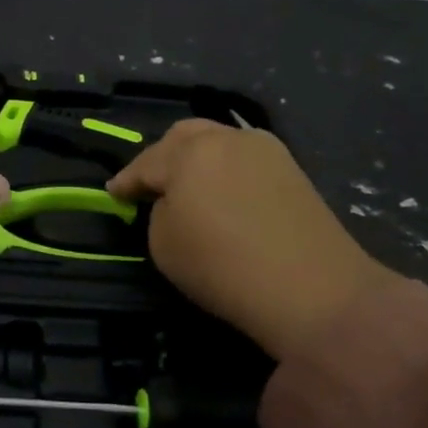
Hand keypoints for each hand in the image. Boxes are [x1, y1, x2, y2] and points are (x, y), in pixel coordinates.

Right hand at [108, 119, 396, 359]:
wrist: (314, 290)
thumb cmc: (224, 266)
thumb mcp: (164, 244)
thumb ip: (159, 212)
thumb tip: (174, 202)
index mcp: (188, 152)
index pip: (145, 163)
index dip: (125, 182)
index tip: (113, 194)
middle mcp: (226, 138)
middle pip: (183, 137)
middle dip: (162, 158)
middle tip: (151, 185)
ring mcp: (265, 150)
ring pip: (218, 142)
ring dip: (197, 160)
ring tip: (188, 187)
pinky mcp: (292, 170)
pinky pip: (245, 159)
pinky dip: (226, 170)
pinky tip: (224, 192)